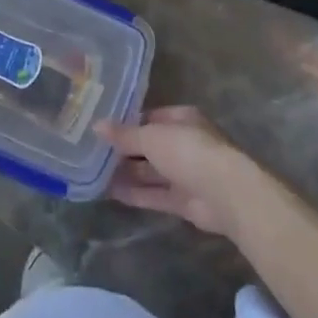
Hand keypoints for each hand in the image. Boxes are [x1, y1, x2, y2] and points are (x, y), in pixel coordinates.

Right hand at [101, 106, 257, 239]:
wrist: (225, 193)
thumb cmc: (188, 151)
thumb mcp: (151, 136)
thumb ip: (124, 134)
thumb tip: (96, 125)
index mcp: (182, 119)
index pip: (150, 117)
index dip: (127, 122)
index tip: (101, 129)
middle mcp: (184, 143)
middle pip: (149, 146)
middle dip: (124, 150)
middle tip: (92, 152)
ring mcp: (186, 173)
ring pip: (151, 172)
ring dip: (126, 173)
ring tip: (94, 174)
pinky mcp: (184, 201)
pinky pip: (154, 195)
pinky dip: (135, 194)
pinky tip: (109, 193)